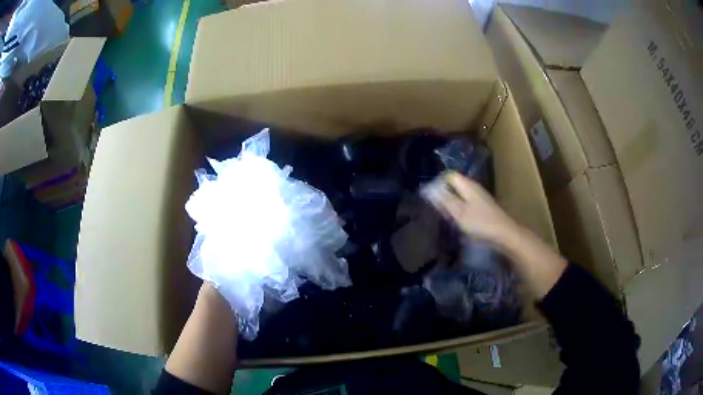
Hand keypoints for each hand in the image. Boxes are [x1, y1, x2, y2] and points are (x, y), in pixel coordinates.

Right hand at [428, 172, 520, 249]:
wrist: (504, 234)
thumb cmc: (480, 223)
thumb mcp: (458, 213)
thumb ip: (444, 200)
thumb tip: (428, 189)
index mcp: (467, 185)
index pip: (448, 175)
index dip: (438, 184)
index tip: (430, 198)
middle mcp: (474, 187)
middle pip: (454, 184)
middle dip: (444, 194)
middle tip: (437, 209)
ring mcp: (480, 197)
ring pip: (460, 194)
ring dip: (452, 203)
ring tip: (446, 217)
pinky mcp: (483, 207)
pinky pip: (467, 203)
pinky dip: (460, 209)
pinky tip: (459, 221)